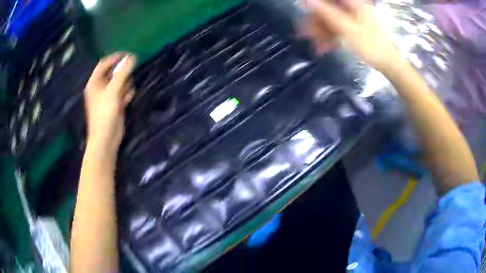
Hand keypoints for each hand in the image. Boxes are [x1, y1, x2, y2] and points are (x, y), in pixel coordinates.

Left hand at [84, 53, 136, 158]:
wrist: (106, 139)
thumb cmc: (105, 113)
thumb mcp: (113, 91)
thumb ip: (123, 73)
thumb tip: (133, 57)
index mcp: (95, 82)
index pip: (104, 63)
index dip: (115, 58)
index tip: (128, 55)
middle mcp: (100, 87)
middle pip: (113, 72)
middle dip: (122, 74)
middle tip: (127, 78)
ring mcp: (107, 95)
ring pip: (120, 82)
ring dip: (125, 85)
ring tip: (125, 94)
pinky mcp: (115, 103)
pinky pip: (123, 92)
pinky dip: (126, 94)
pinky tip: (126, 101)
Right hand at [302, 0, 402, 73]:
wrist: (390, 64)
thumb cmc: (373, 46)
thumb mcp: (349, 30)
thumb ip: (328, 14)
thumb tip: (307, 1)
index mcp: (352, 4)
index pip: (328, 0)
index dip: (314, 4)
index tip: (301, 9)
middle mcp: (351, 8)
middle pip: (327, 10)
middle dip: (316, 22)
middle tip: (305, 36)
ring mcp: (352, 19)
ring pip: (330, 21)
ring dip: (321, 33)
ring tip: (317, 47)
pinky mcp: (353, 29)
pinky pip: (337, 29)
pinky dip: (330, 38)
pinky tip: (324, 48)